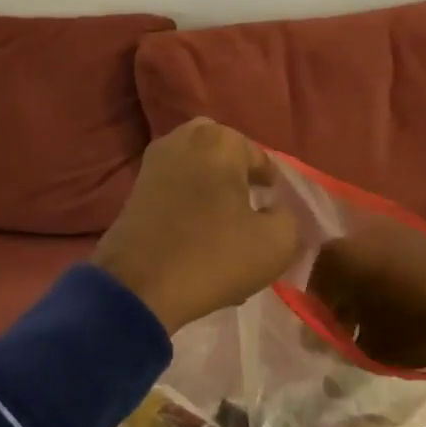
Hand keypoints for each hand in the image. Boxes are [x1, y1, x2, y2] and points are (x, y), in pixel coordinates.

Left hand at [92, 119, 301, 333]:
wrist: (138, 287)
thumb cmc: (213, 256)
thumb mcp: (277, 243)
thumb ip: (291, 218)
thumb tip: (278, 211)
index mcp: (220, 140)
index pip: (262, 161)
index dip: (275, 191)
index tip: (278, 218)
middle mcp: (184, 139)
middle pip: (227, 158)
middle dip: (240, 182)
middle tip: (252, 216)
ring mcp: (153, 163)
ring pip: (199, 174)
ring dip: (214, 195)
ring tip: (226, 232)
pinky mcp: (134, 190)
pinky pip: (175, 190)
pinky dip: (190, 208)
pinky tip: (198, 240)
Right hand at [306, 225, 425, 365]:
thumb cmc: (416, 321)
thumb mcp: (376, 351)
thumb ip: (351, 349)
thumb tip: (344, 347)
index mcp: (336, 259)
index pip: (315, 292)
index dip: (322, 321)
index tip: (334, 343)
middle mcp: (360, 236)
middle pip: (344, 274)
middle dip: (348, 304)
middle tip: (358, 334)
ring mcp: (395, 232)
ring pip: (372, 267)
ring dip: (375, 293)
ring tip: (391, 324)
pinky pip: (400, 264)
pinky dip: (400, 284)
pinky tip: (416, 309)